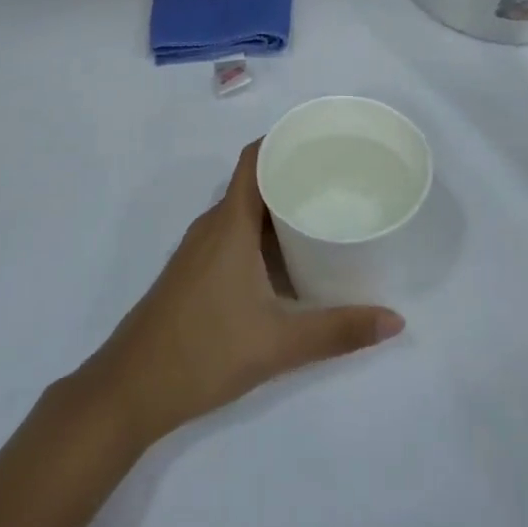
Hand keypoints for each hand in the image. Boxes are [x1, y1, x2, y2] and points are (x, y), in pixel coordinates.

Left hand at [80, 141, 403, 448]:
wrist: (132, 387)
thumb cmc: (205, 351)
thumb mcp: (280, 343)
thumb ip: (338, 331)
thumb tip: (395, 320)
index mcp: (230, 223)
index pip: (254, 159)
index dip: (283, 140)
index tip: (322, 138)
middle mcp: (213, 225)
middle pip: (253, 182)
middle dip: (291, 173)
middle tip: (336, 177)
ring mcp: (199, 248)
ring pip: (242, 211)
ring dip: (276, 206)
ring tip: (320, 211)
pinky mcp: (193, 271)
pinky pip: (232, 233)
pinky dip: (260, 232)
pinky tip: (286, 258)